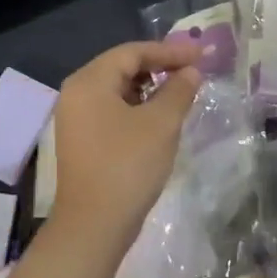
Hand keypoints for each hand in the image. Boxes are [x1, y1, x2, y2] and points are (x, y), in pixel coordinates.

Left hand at [47, 41, 202, 257]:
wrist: (93, 227)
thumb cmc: (127, 166)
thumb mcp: (161, 124)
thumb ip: (179, 90)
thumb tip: (192, 71)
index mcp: (89, 81)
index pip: (132, 52)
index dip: (169, 51)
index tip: (201, 54)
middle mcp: (76, 93)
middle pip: (122, 67)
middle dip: (160, 66)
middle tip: (193, 70)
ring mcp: (76, 118)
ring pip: (118, 89)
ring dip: (150, 87)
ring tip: (181, 91)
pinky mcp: (82, 139)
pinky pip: (112, 109)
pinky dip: (137, 106)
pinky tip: (160, 116)